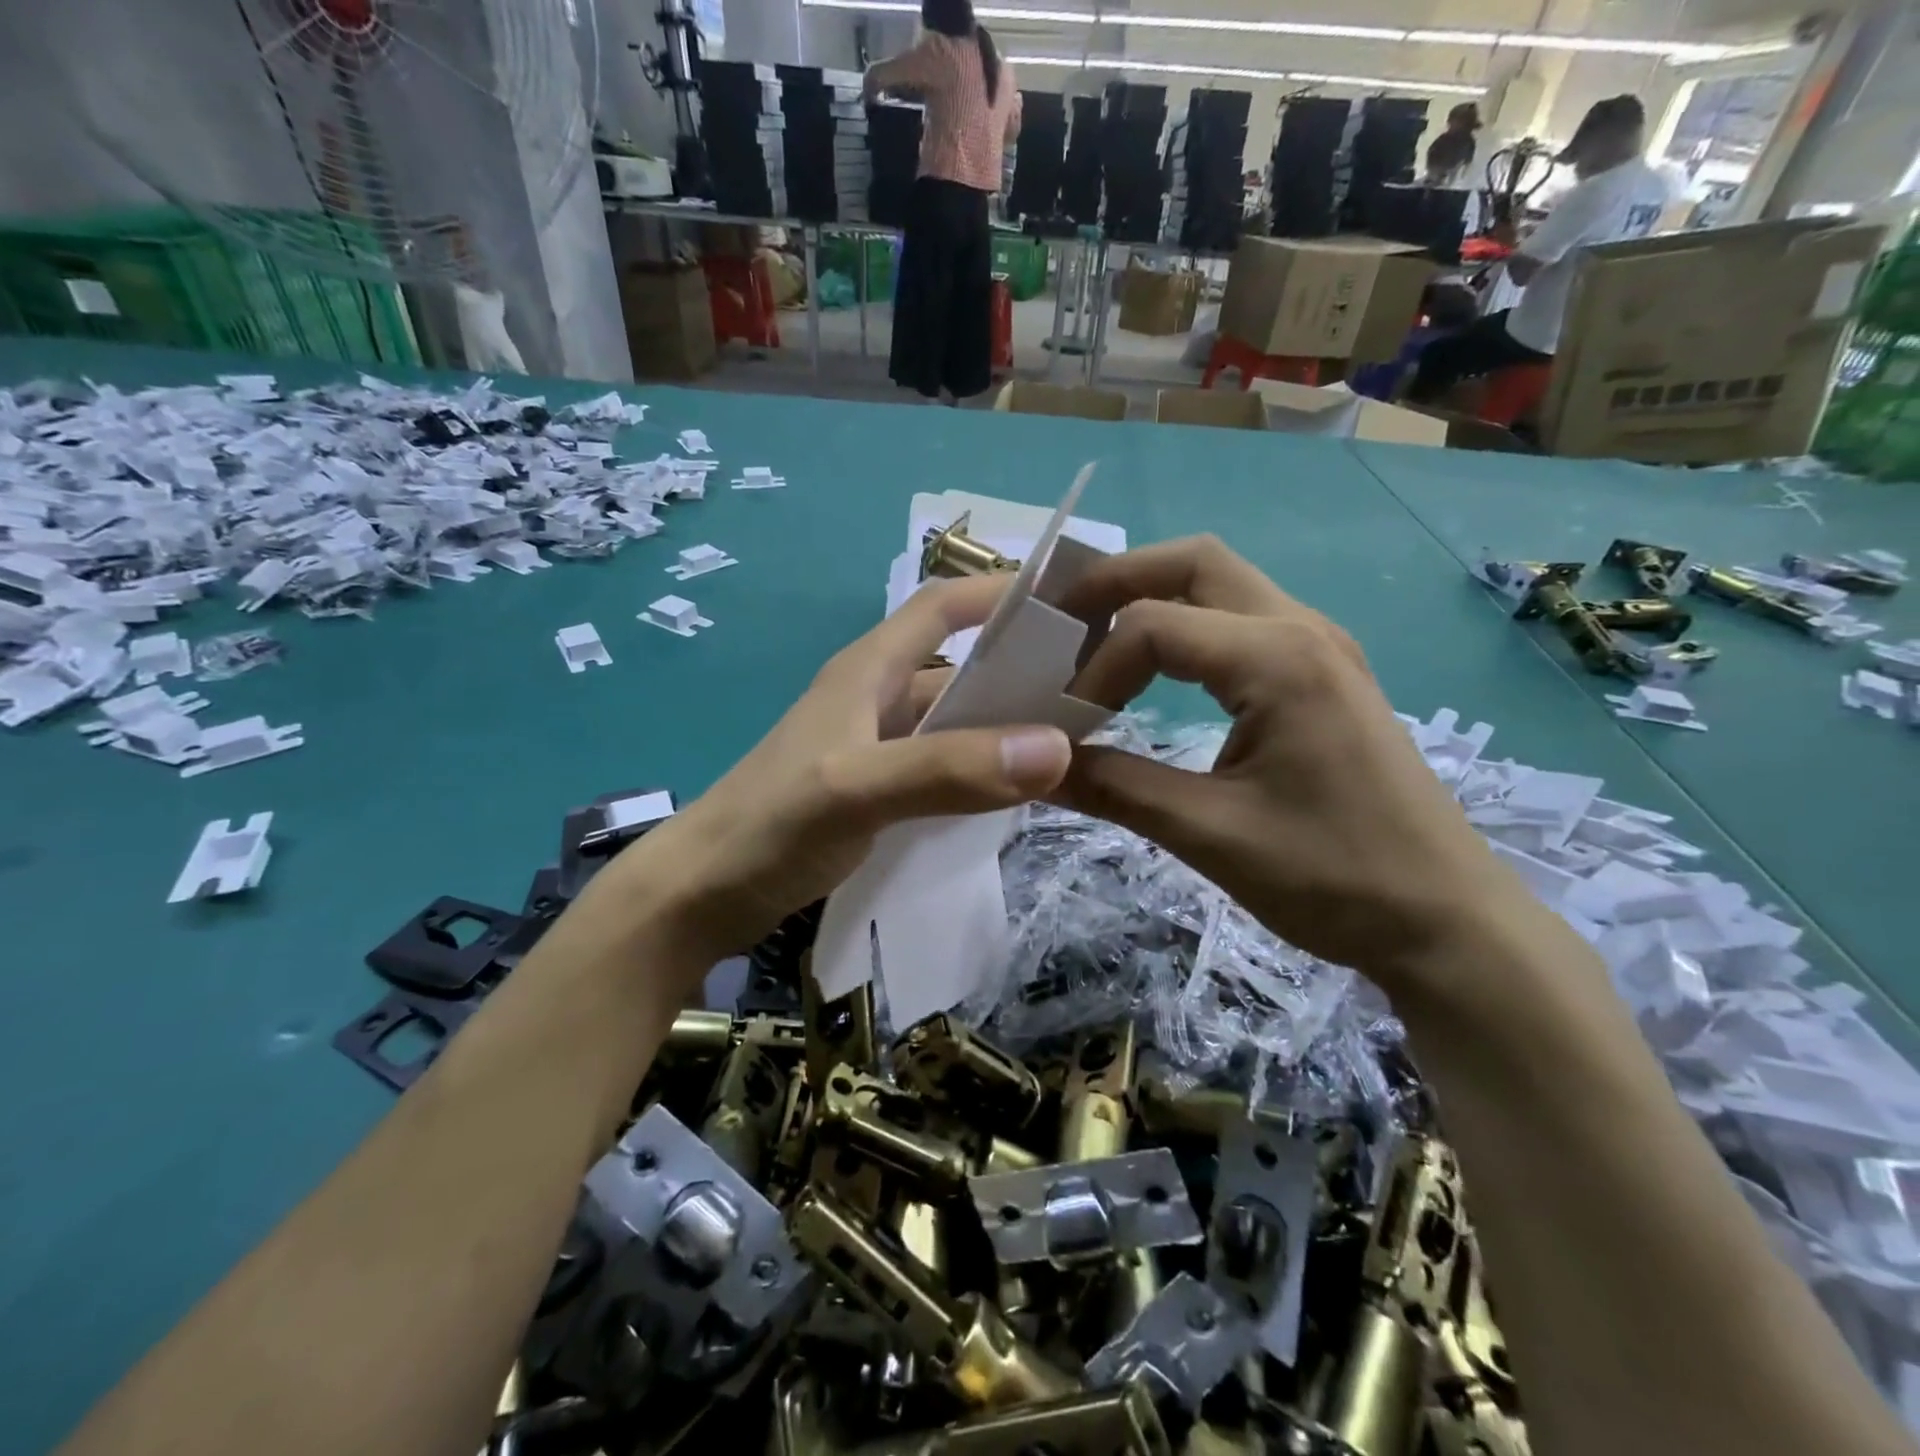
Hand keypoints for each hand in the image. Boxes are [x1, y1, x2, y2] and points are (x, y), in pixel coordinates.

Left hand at [589, 576, 1072, 975]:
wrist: (700, 895)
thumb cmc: (769, 826)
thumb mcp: (857, 789)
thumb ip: (948, 768)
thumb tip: (1057, 746)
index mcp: (868, 670)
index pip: (940, 605)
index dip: (998, 592)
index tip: (1067, 602)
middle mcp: (876, 699)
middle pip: (958, 666)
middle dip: (1019, 669)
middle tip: (1095, 689)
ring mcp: (874, 749)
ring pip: (953, 722)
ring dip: (1003, 726)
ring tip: (1073, 743)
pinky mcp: (874, 793)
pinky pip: (942, 767)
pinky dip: (979, 771)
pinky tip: (1015, 794)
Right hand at [1056, 537, 1524, 981]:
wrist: (1445, 921)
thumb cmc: (1333, 877)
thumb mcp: (1209, 834)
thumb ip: (1114, 788)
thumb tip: (1037, 769)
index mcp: (1277, 659)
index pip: (1153, 625)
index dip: (1094, 670)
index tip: (1067, 727)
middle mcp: (1301, 629)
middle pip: (1193, 562)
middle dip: (1117, 581)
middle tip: (1059, 624)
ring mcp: (1319, 646)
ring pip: (1220, 583)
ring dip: (1152, 599)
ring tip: (1094, 644)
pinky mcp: (1323, 674)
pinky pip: (1241, 620)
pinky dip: (1186, 628)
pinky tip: (1158, 674)